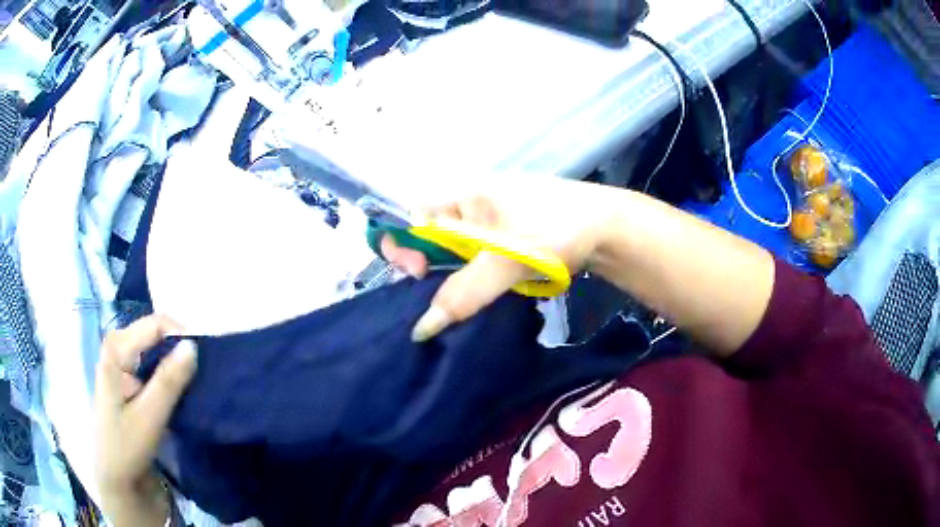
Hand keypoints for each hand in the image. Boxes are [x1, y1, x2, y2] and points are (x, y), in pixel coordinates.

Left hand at [94, 315, 197, 526]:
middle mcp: (118, 348)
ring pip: (157, 350)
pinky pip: (155, 366)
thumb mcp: (149, 416)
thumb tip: (194, 345)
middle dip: (181, 349)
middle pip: (156, 333)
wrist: (117, 478)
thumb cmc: (126, 447)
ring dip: (177, 363)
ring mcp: (124, 364)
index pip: (155, 325)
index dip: (182, 335)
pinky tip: (182, 392)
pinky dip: (171, 375)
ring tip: (197, 383)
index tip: (207, 360)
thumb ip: (169, 381)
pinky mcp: (131, 380)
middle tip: (205, 373)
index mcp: (116, 349)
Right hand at [381, 175, 614, 341]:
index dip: (404, 245)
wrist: (608, 228)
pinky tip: (484, 293)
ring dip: (456, 278)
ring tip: (468, 299)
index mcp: (463, 195)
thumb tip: (421, 329)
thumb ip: (463, 293)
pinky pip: (479, 259)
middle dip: (432, 268)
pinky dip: (476, 278)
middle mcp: (471, 205)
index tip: (419, 275)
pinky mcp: (510, 238)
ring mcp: (492, 221)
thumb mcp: (505, 260)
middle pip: (432, 238)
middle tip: (449, 295)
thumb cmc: (554, 230)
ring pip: (456, 253)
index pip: (412, 217)